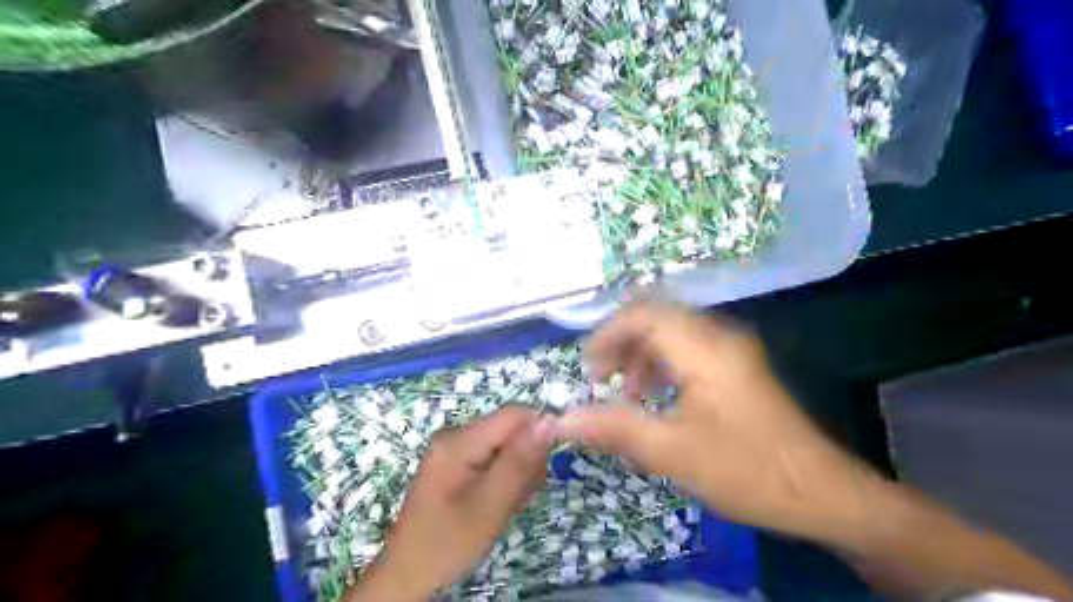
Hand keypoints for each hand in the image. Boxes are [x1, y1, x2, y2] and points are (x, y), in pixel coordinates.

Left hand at [348, 406, 556, 600]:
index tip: (546, 467)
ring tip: (508, 504)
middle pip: (511, 430)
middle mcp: (456, 434)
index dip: (539, 433)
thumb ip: (519, 462)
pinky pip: (494, 458)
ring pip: (506, 446)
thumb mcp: (489, 505)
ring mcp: (455, 448)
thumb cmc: (447, 543)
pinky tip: (498, 502)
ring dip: (518, 472)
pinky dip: (504, 479)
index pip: (515, 415)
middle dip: (526, 459)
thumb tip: (548, 422)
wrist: (408, 574)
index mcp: (460, 439)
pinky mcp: (457, 463)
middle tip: (521, 496)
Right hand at [553, 304, 870, 536]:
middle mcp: (719, 336)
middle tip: (600, 378)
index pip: (643, 313)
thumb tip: (560, 420)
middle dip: (621, 343)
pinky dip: (662, 364)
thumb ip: (613, 427)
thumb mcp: (670, 451)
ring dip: (641, 354)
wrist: (822, 493)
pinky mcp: (738, 366)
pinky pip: (689, 349)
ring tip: (626, 392)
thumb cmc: (745, 470)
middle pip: (656, 317)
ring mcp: (732, 349)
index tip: (587, 369)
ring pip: (672, 332)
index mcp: (704, 348)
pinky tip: (656, 396)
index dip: (607, 333)